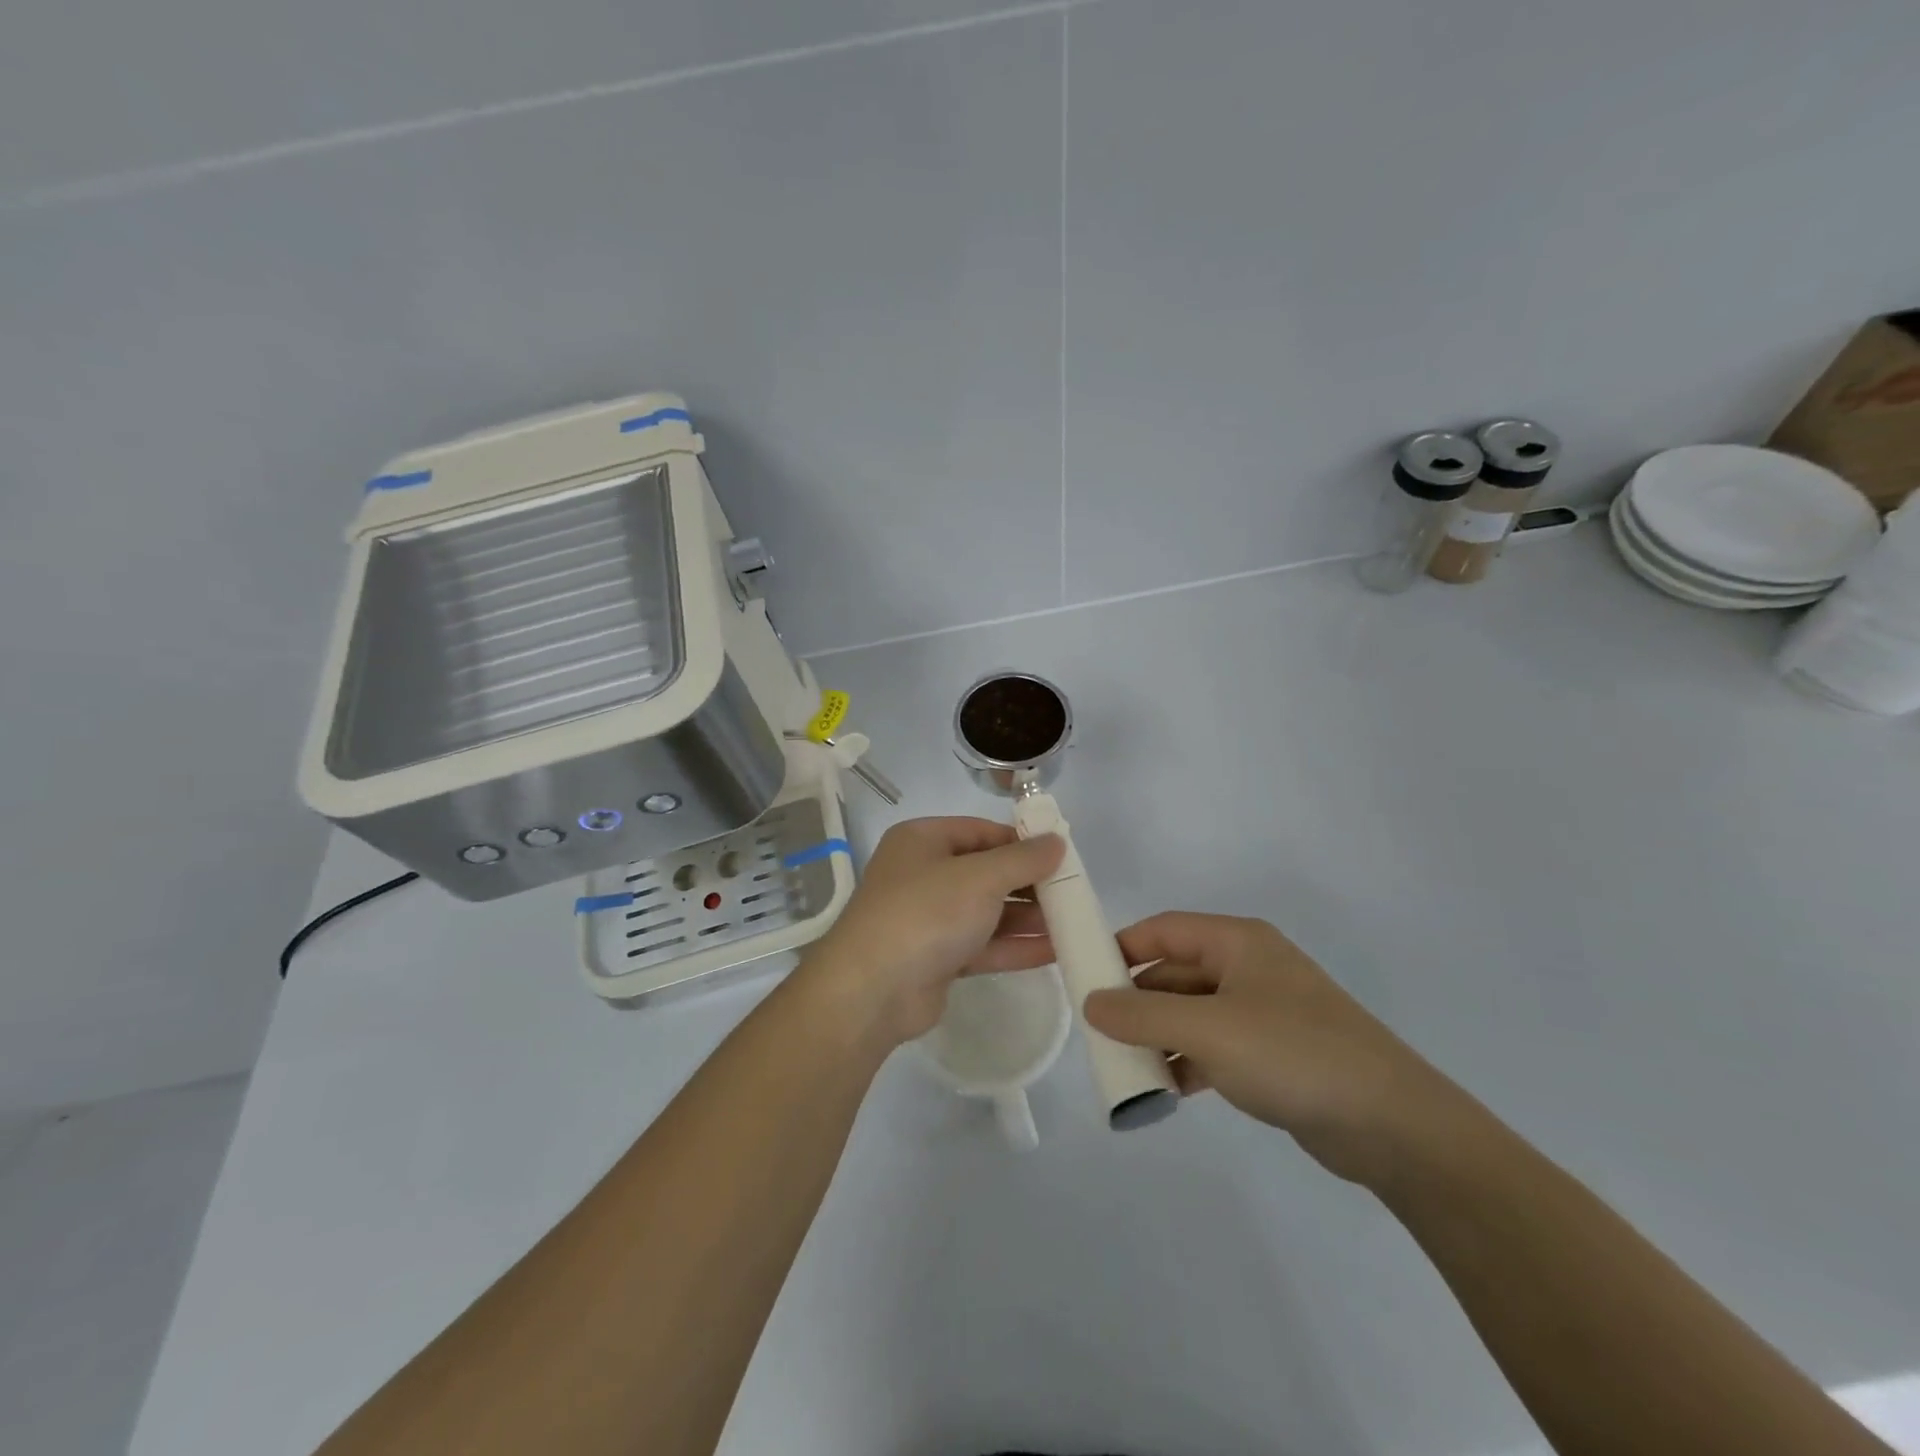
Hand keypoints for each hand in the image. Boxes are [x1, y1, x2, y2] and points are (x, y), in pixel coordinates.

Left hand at [799, 817, 1064, 1045]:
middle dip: (1029, 883)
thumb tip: (1057, 841)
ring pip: (987, 912)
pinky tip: (1055, 950)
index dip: (1022, 841)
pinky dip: (1014, 946)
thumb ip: (1023, 859)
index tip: (1062, 854)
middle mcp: (923, 874)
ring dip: (1027, 917)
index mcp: (923, 841)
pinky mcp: (936, 958)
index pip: (982, 831)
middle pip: (986, 872)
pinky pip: (982, 945)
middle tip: (1072, 892)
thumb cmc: (927, 913)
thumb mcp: (981, 877)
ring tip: (1072, 922)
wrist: (872, 990)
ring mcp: (928, 919)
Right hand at [1083, 912, 1464, 1188]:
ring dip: (1159, 1037)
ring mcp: (1263, 1012)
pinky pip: (1215, 1048)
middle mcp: (1249, 968)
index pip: (1164, 929)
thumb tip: (1090, 1002)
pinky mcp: (1274, 1054)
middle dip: (1137, 1001)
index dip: (1122, 947)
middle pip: (1176, 972)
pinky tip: (1164, 1091)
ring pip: (1192, 1014)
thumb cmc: (1292, 1054)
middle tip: (1097, 1030)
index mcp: (1237, 942)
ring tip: (1124, 1067)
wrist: (1393, 1125)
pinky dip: (1187, 1063)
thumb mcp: (1207, 1030)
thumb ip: (1142, 1015)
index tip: (1084, 975)